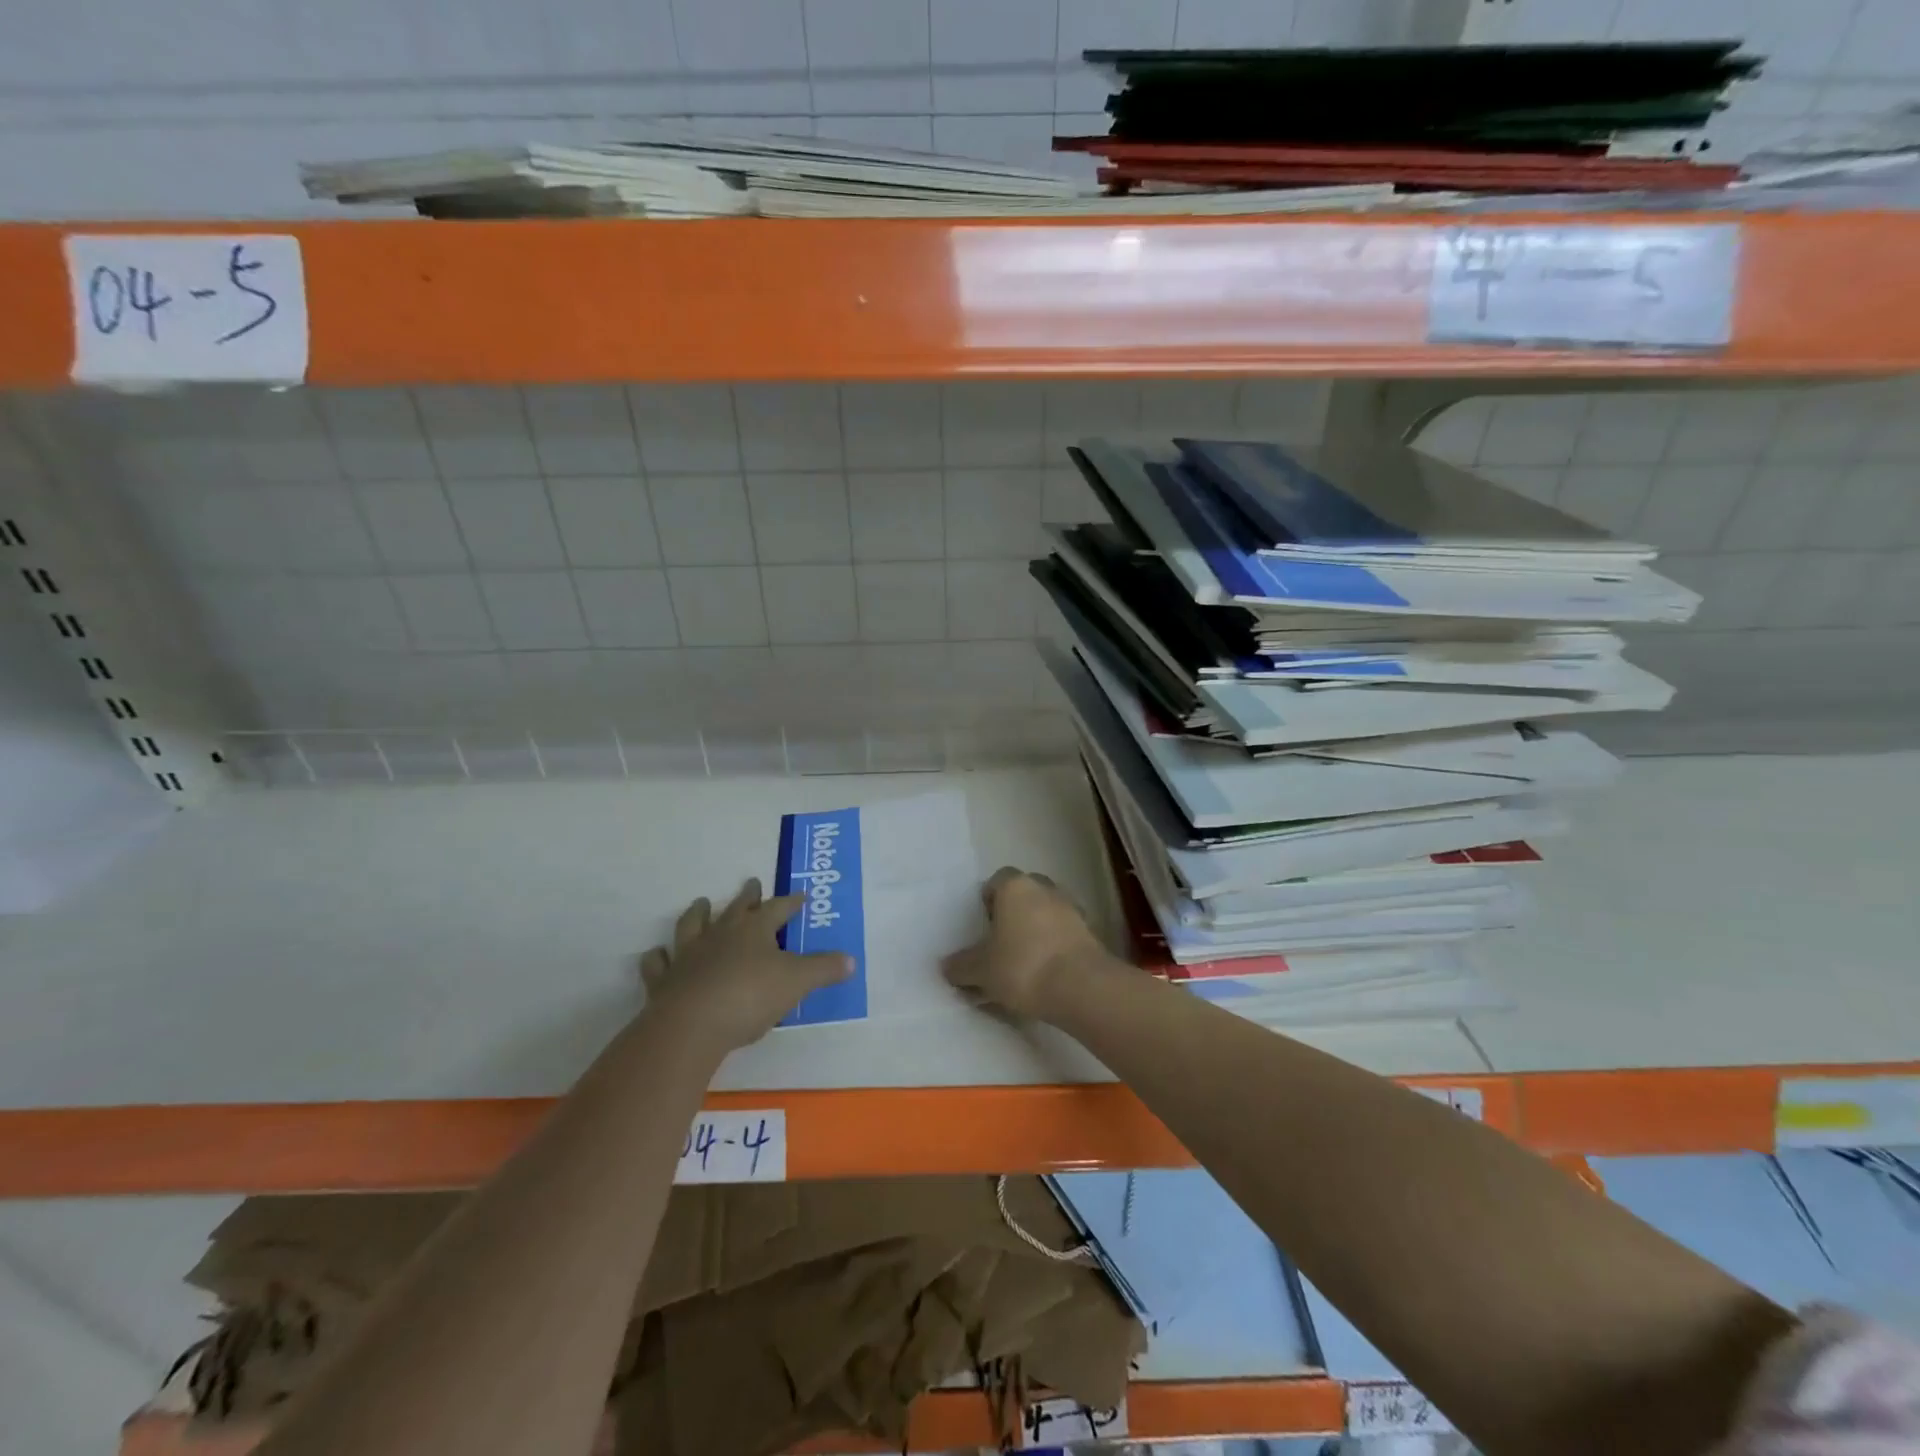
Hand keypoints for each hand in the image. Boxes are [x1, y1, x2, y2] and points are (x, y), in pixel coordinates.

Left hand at [640, 879, 852, 1055]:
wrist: (691, 1025)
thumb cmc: (750, 997)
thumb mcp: (797, 982)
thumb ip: (823, 970)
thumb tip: (851, 960)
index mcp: (755, 930)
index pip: (778, 908)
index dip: (791, 902)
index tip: (800, 896)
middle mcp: (721, 935)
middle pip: (736, 908)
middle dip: (747, 896)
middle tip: (752, 883)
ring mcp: (688, 955)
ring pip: (693, 925)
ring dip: (698, 913)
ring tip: (702, 903)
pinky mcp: (664, 981)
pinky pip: (658, 963)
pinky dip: (659, 957)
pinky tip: (658, 954)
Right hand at [941, 866, 1107, 1020]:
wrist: (1080, 987)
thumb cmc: (1022, 966)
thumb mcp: (981, 970)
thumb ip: (961, 966)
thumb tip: (947, 966)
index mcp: (1015, 887)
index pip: (998, 880)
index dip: (988, 899)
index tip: (983, 924)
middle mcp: (1045, 889)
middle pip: (1025, 893)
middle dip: (1014, 911)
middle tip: (1001, 940)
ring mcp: (1071, 909)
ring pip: (1047, 912)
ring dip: (1037, 928)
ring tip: (1024, 960)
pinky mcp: (1090, 933)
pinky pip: (1064, 933)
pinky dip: (1055, 945)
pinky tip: (1046, 971)